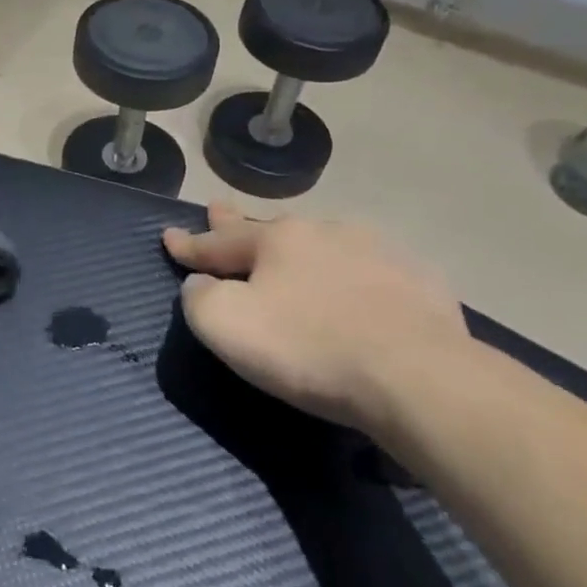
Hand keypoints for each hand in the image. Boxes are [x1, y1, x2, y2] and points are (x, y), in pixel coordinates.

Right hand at [162, 206, 468, 433]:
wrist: (417, 378)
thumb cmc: (308, 349)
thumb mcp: (226, 326)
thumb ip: (199, 298)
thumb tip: (202, 284)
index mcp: (276, 240)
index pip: (218, 242)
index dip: (189, 244)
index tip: (168, 236)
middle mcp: (324, 232)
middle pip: (269, 229)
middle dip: (237, 222)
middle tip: (218, 208)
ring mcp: (377, 251)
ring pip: (322, 242)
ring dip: (298, 245)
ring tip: (289, 247)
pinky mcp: (419, 281)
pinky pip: (369, 268)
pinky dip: (350, 271)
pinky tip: (356, 282)